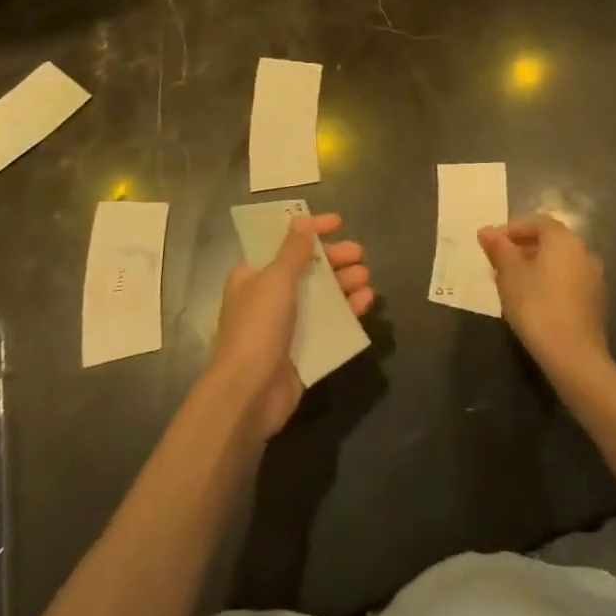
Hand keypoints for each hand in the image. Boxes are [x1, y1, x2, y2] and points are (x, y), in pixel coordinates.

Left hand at [208, 213, 374, 438]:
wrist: (248, 395)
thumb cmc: (257, 327)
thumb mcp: (275, 280)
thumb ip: (293, 250)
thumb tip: (301, 220)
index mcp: (254, 275)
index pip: (283, 243)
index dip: (310, 230)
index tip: (338, 222)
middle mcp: (269, 297)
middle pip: (307, 269)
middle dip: (334, 259)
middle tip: (360, 254)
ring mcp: (288, 326)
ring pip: (322, 296)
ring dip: (344, 284)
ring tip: (366, 278)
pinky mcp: (304, 350)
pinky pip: (330, 324)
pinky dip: (348, 311)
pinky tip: (366, 303)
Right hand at [478, 216, 608, 378]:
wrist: (574, 356)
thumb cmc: (536, 305)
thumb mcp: (509, 273)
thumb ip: (499, 248)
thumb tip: (486, 232)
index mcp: (564, 239)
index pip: (536, 223)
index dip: (511, 230)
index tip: (490, 244)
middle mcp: (584, 253)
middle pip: (549, 242)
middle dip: (522, 249)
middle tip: (498, 264)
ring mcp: (594, 280)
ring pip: (559, 265)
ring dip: (536, 268)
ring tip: (512, 285)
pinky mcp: (596, 305)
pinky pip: (568, 284)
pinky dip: (550, 285)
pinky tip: (533, 302)